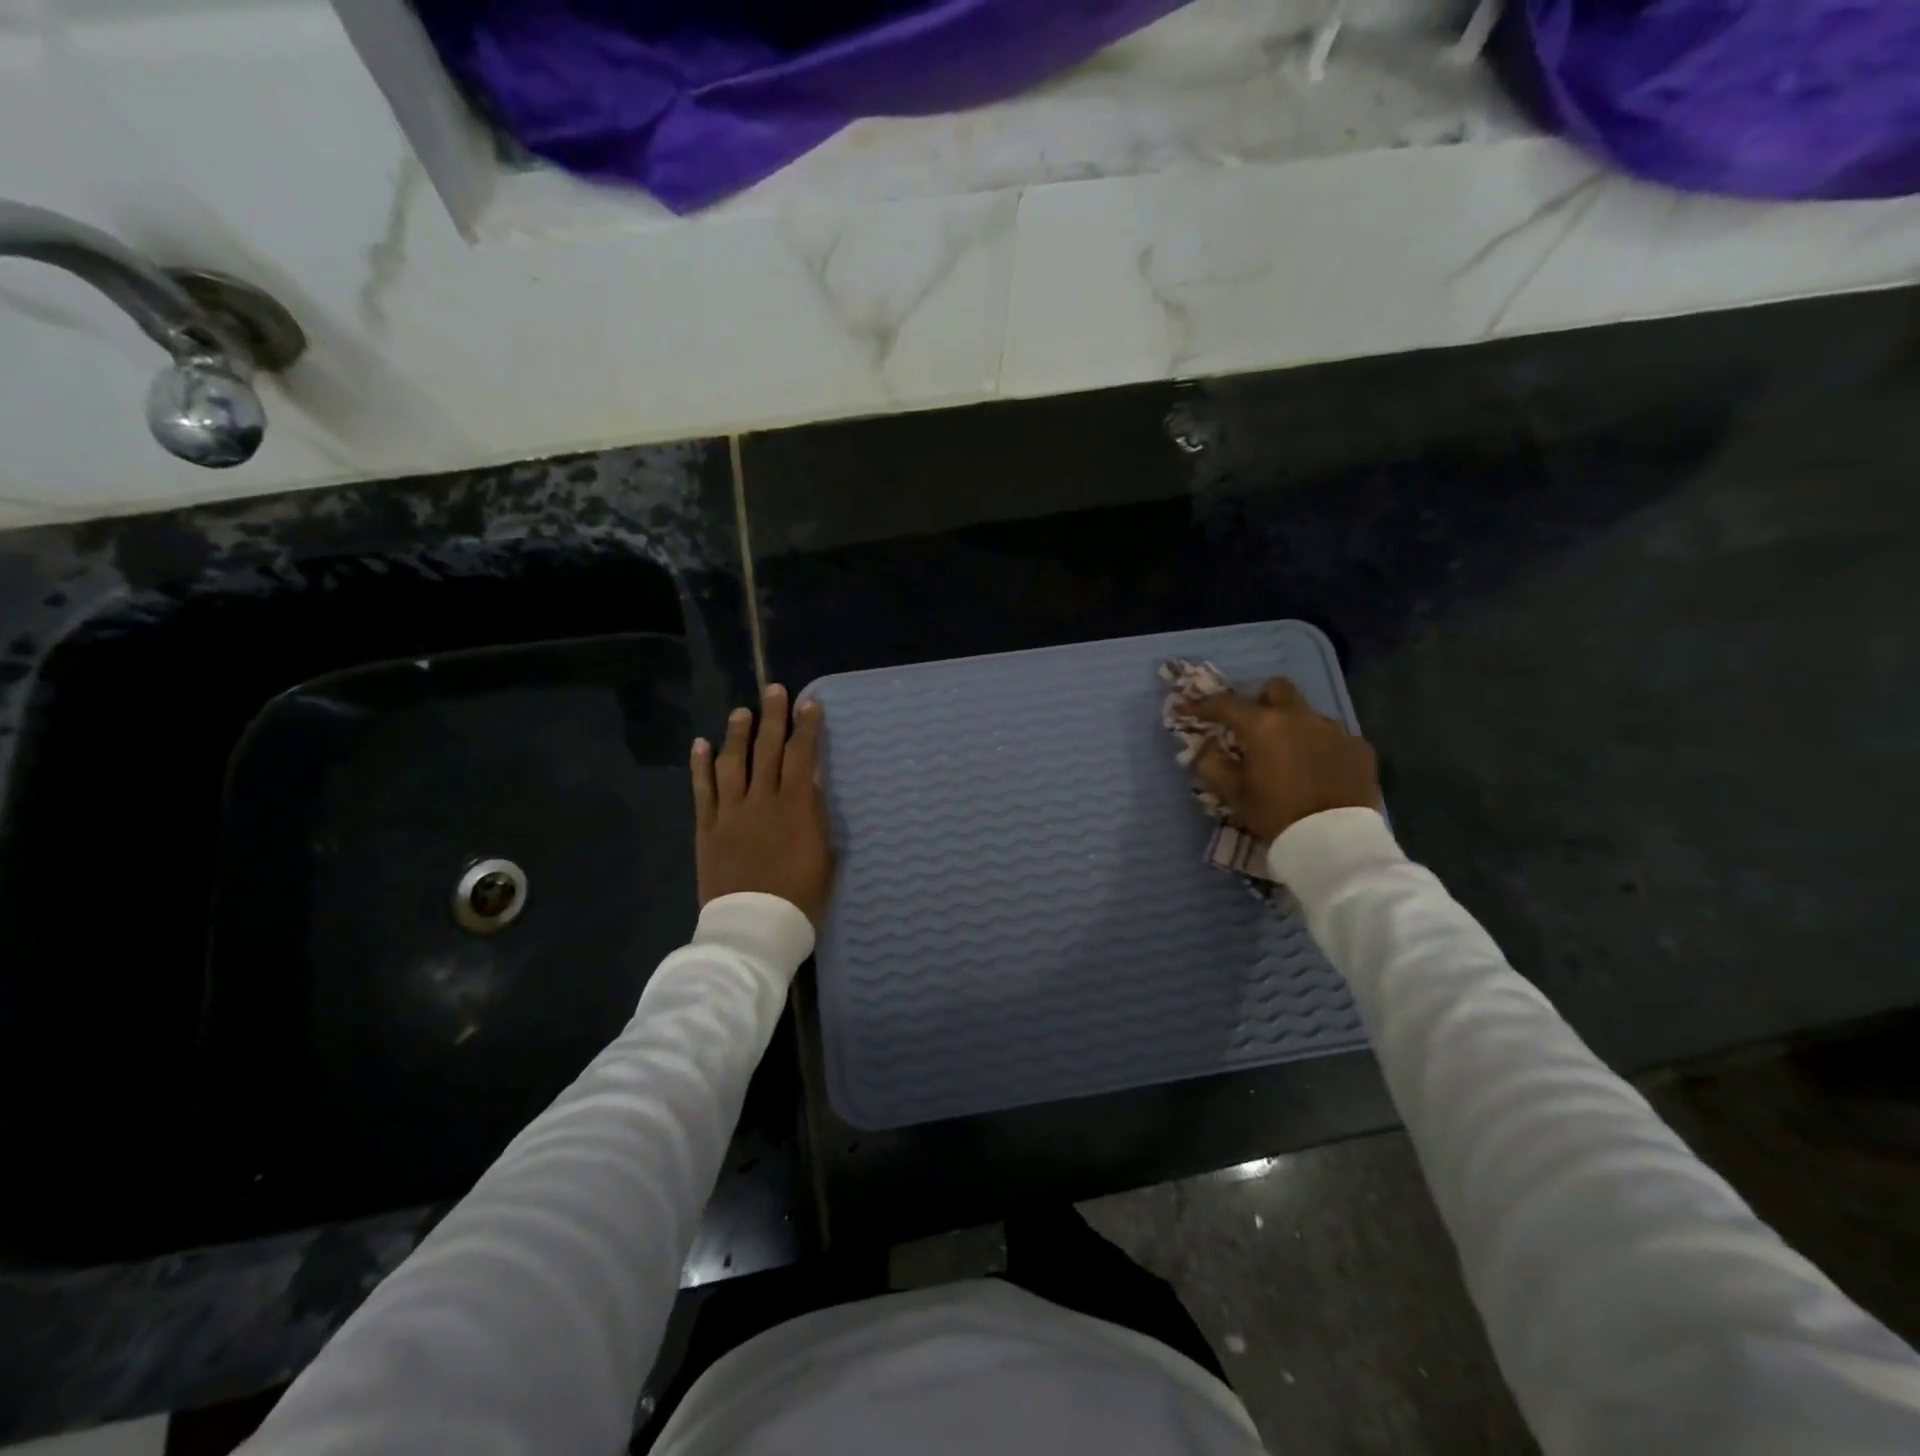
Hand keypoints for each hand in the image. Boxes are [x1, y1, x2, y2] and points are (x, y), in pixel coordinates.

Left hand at [690, 684, 834, 927]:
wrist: (754, 928)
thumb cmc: (800, 897)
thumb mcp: (824, 857)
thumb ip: (816, 816)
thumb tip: (812, 782)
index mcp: (795, 808)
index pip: (802, 757)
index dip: (806, 728)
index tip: (809, 704)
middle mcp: (761, 801)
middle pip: (767, 750)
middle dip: (773, 718)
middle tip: (774, 690)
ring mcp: (730, 813)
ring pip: (732, 763)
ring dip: (737, 734)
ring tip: (741, 712)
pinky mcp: (707, 829)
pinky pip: (702, 791)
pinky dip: (701, 766)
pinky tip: (700, 745)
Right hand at [1187, 677, 1379, 841]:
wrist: (1334, 842)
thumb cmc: (1275, 815)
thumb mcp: (1233, 794)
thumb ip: (1212, 764)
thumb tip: (1205, 747)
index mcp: (1263, 726)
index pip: (1225, 704)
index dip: (1203, 706)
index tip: (1189, 711)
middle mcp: (1300, 716)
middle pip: (1276, 689)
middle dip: (1259, 701)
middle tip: (1250, 726)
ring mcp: (1334, 729)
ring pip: (1306, 713)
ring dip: (1291, 726)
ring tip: (1287, 755)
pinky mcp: (1359, 747)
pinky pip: (1333, 736)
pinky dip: (1319, 746)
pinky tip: (1316, 770)